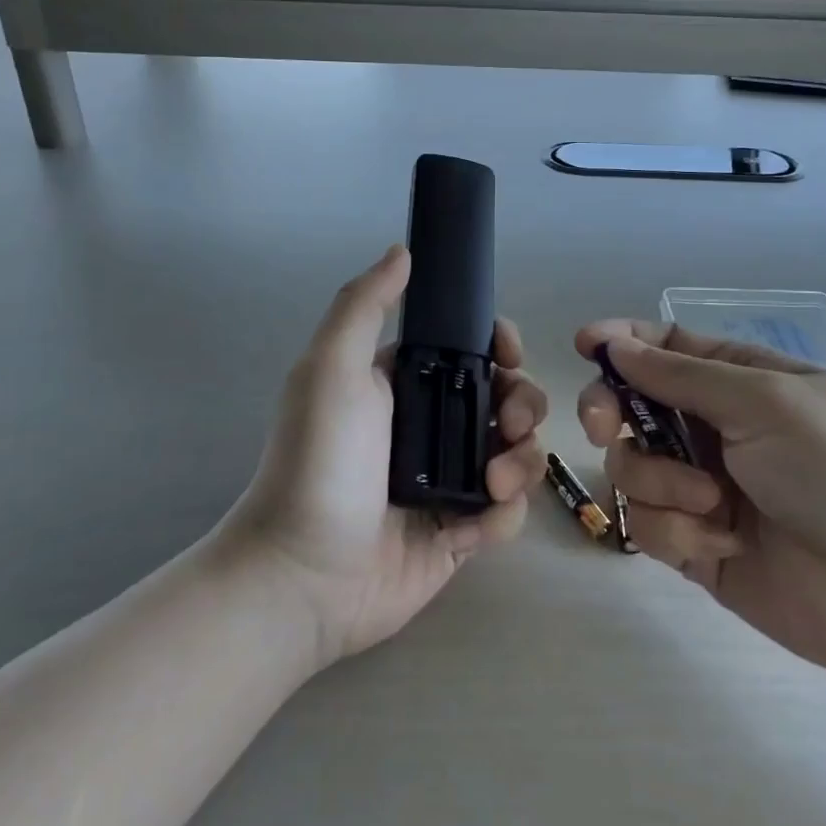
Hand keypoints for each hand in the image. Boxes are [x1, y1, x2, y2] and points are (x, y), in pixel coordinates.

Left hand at [223, 246, 547, 666]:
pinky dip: (502, 516)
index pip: (470, 351)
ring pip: (517, 453)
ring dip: (521, 461)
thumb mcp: (331, 369)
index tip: (509, 355)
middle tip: (509, 425)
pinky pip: (506, 513)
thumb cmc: (319, 462)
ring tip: (493, 483)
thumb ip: (364, 305)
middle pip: (506, 399)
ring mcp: (448, 481)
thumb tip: (403, 251)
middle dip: (522, 405)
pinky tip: (474, 526)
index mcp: (405, 385)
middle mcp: (431, 427)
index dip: (499, 347)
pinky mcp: (459, 532)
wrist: (303, 574)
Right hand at [575, 323, 825, 704]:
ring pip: (630, 466)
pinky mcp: (695, 542)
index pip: (665, 347)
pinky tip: (723, 542)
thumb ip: (681, 376)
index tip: (584, 345)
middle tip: (607, 427)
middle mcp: (712, 428)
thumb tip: (614, 345)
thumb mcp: (766, 403)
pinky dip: (677, 529)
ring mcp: (701, 486)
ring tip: (715, 504)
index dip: (621, 341)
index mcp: (738, 380)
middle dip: (611, 412)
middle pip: (629, 404)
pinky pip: (647, 523)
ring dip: (661, 482)